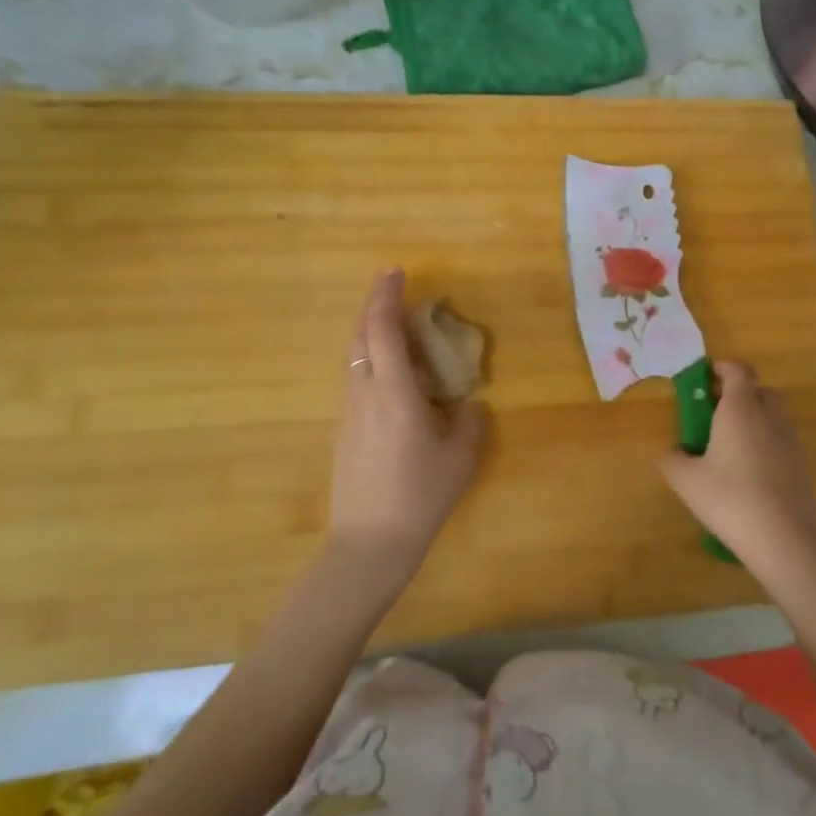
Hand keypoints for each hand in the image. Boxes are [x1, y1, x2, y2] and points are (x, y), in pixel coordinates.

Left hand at [327, 270, 487, 594]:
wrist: (368, 543)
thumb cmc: (419, 496)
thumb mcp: (460, 459)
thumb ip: (470, 424)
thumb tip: (470, 405)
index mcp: (394, 392)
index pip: (382, 329)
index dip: (386, 296)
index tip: (396, 272)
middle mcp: (364, 392)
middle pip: (360, 335)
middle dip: (372, 304)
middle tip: (391, 284)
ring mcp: (349, 411)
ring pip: (353, 356)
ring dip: (369, 330)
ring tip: (393, 322)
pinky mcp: (345, 429)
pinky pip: (355, 377)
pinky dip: (369, 357)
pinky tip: (389, 370)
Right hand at [659, 362, 815, 579]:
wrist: (783, 538)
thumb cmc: (729, 499)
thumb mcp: (686, 481)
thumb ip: (672, 459)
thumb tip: (672, 452)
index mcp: (740, 409)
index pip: (738, 370)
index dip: (722, 368)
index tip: (706, 377)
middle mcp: (769, 416)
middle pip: (760, 390)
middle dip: (740, 394)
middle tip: (717, 414)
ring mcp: (791, 440)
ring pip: (774, 416)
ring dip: (756, 420)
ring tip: (732, 447)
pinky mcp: (803, 465)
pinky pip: (782, 441)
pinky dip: (767, 445)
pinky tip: (752, 473)